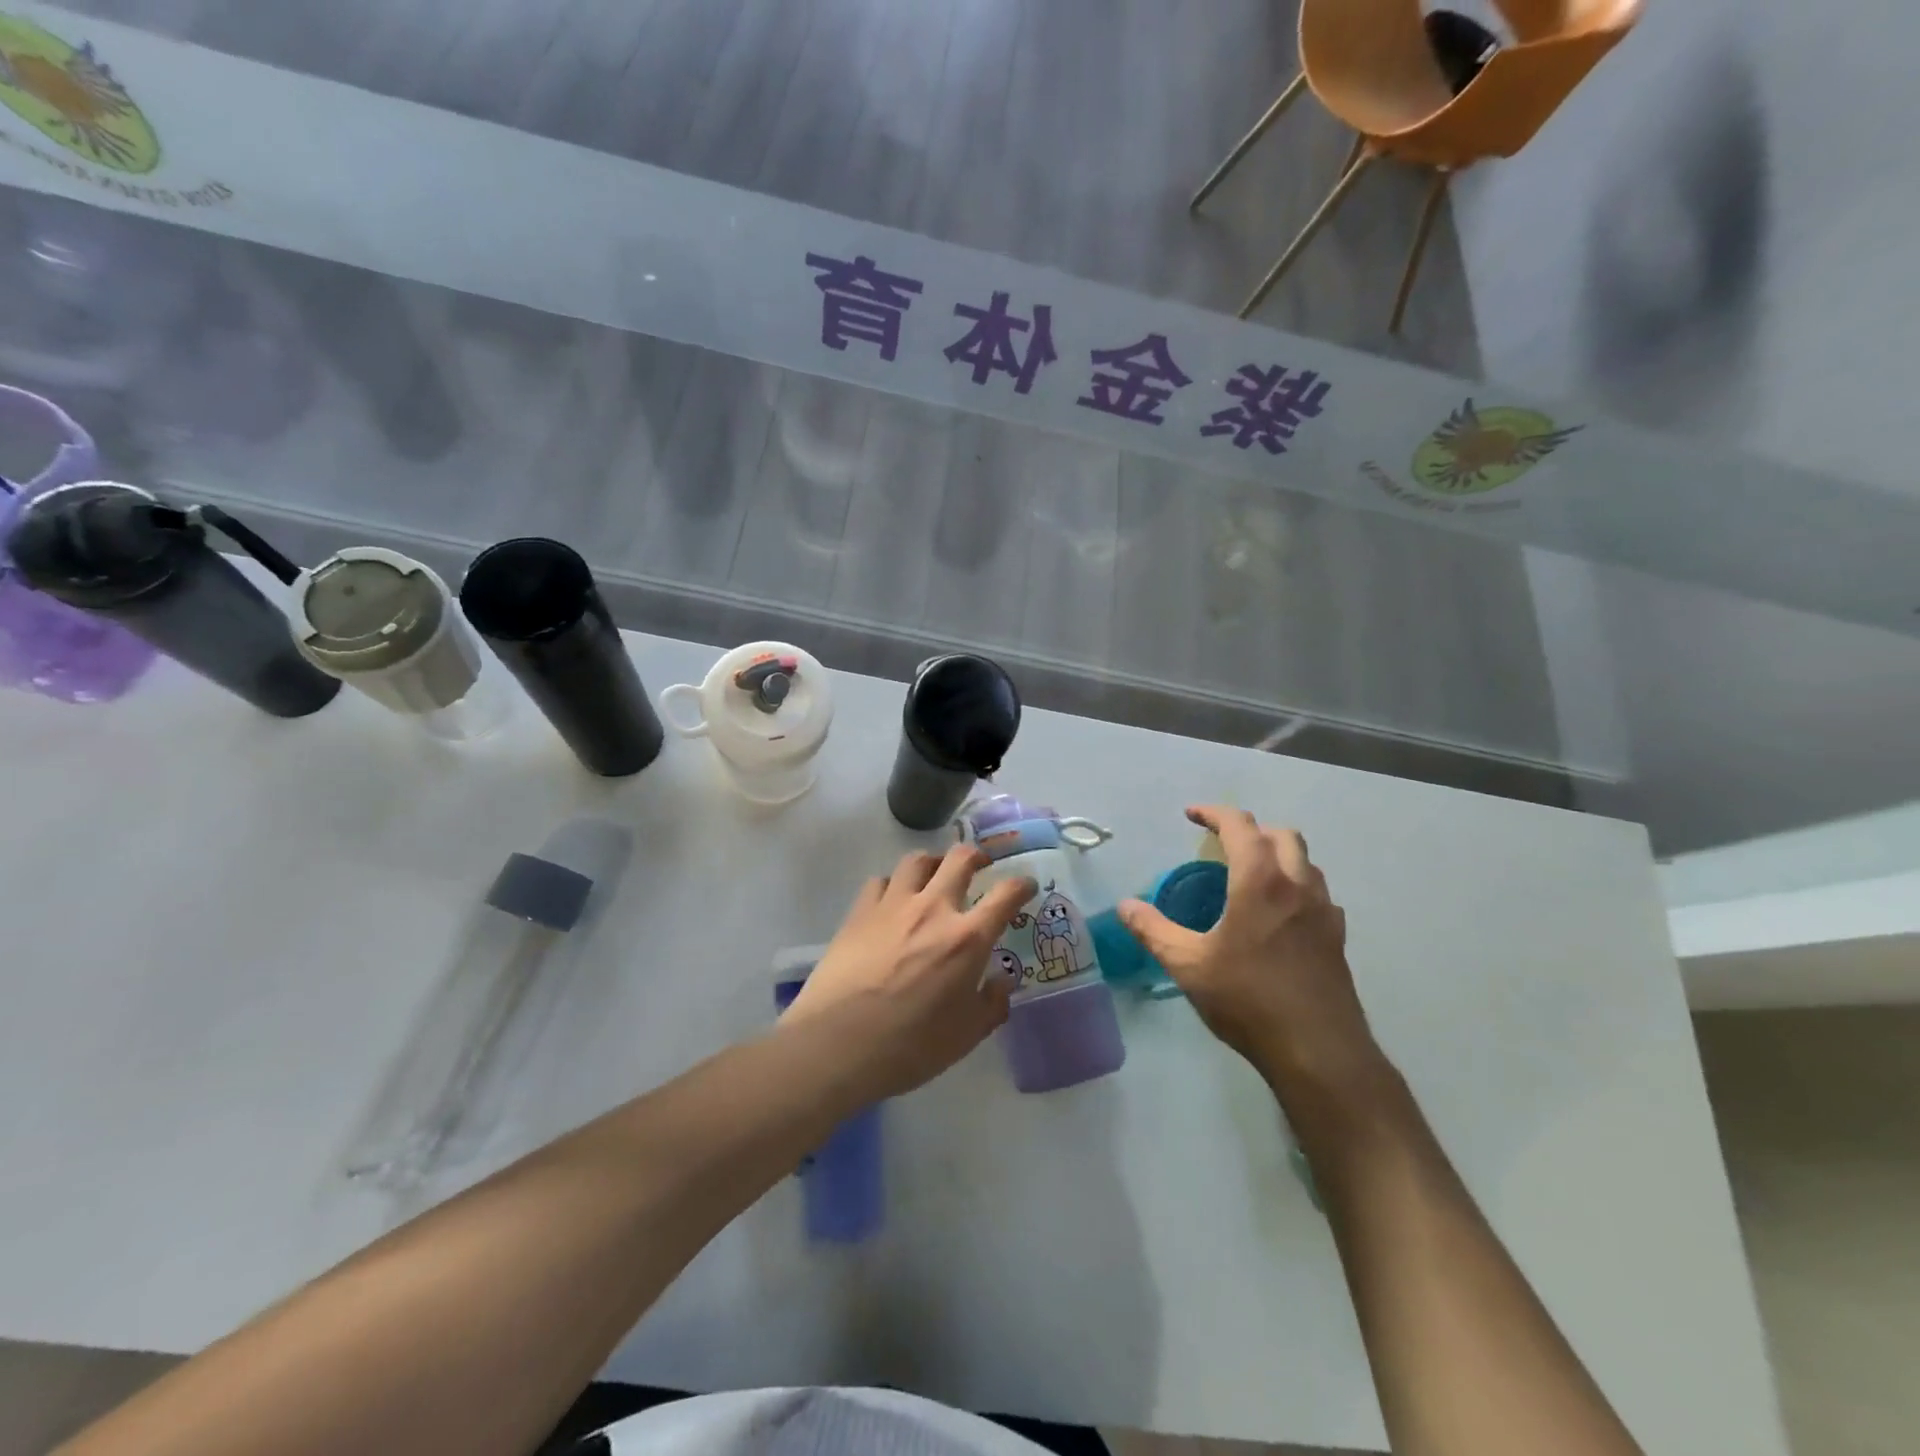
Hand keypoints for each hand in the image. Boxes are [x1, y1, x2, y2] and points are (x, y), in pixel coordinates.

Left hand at [787, 845, 1035, 1100]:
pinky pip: (881, 881)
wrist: (837, 1043)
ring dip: (934, 863)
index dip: (1021, 884)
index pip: (1006, 894)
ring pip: (918, 860)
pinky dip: (894, 885)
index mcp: (967, 938)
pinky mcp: (859, 911)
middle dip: (977, 856)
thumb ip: (991, 1004)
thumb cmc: (909, 1046)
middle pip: (960, 858)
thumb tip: (1001, 983)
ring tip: (935, 875)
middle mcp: (933, 908)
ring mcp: (893, 905)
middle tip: (980, 865)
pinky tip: (893, 901)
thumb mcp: (965, 1036)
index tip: (1025, 886)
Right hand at [1118, 806, 1376, 1091]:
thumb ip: (1153, 930)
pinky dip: (1296, 887)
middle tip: (1223, 846)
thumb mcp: (1188, 965)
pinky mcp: (1337, 938)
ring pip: (1306, 862)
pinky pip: (1317, 894)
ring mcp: (1324, 911)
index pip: (1239, 826)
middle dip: (1251, 830)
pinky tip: (1279, 916)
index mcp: (1260, 881)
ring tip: (1250, 877)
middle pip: (1281, 835)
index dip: (1213, 813)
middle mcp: (1298, 885)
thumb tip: (1125, 905)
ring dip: (1278, 856)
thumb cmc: (1248, 1000)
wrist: (1319, 1052)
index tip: (1191, 815)